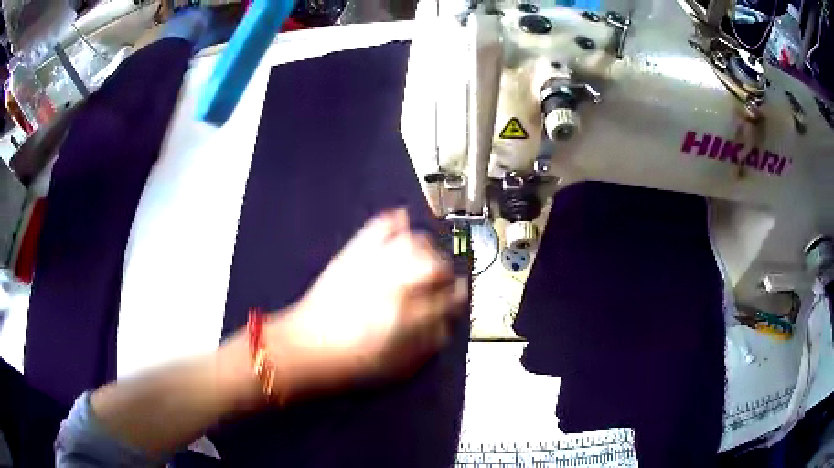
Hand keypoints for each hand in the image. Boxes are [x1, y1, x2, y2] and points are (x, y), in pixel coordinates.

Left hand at [266, 209, 466, 400]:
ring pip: (413, 242)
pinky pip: (379, 227)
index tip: (457, 297)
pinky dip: (394, 222)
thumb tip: (446, 323)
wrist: (303, 348)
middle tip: (440, 280)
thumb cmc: (350, 364)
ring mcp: (371, 265)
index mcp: (405, 317)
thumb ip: (428, 343)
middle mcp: (392, 286)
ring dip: (425, 249)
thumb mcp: (396, 366)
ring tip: (422, 259)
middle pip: (435, 265)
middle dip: (444, 272)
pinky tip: (401, 225)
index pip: (448, 298)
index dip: (457, 297)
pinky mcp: (352, 254)